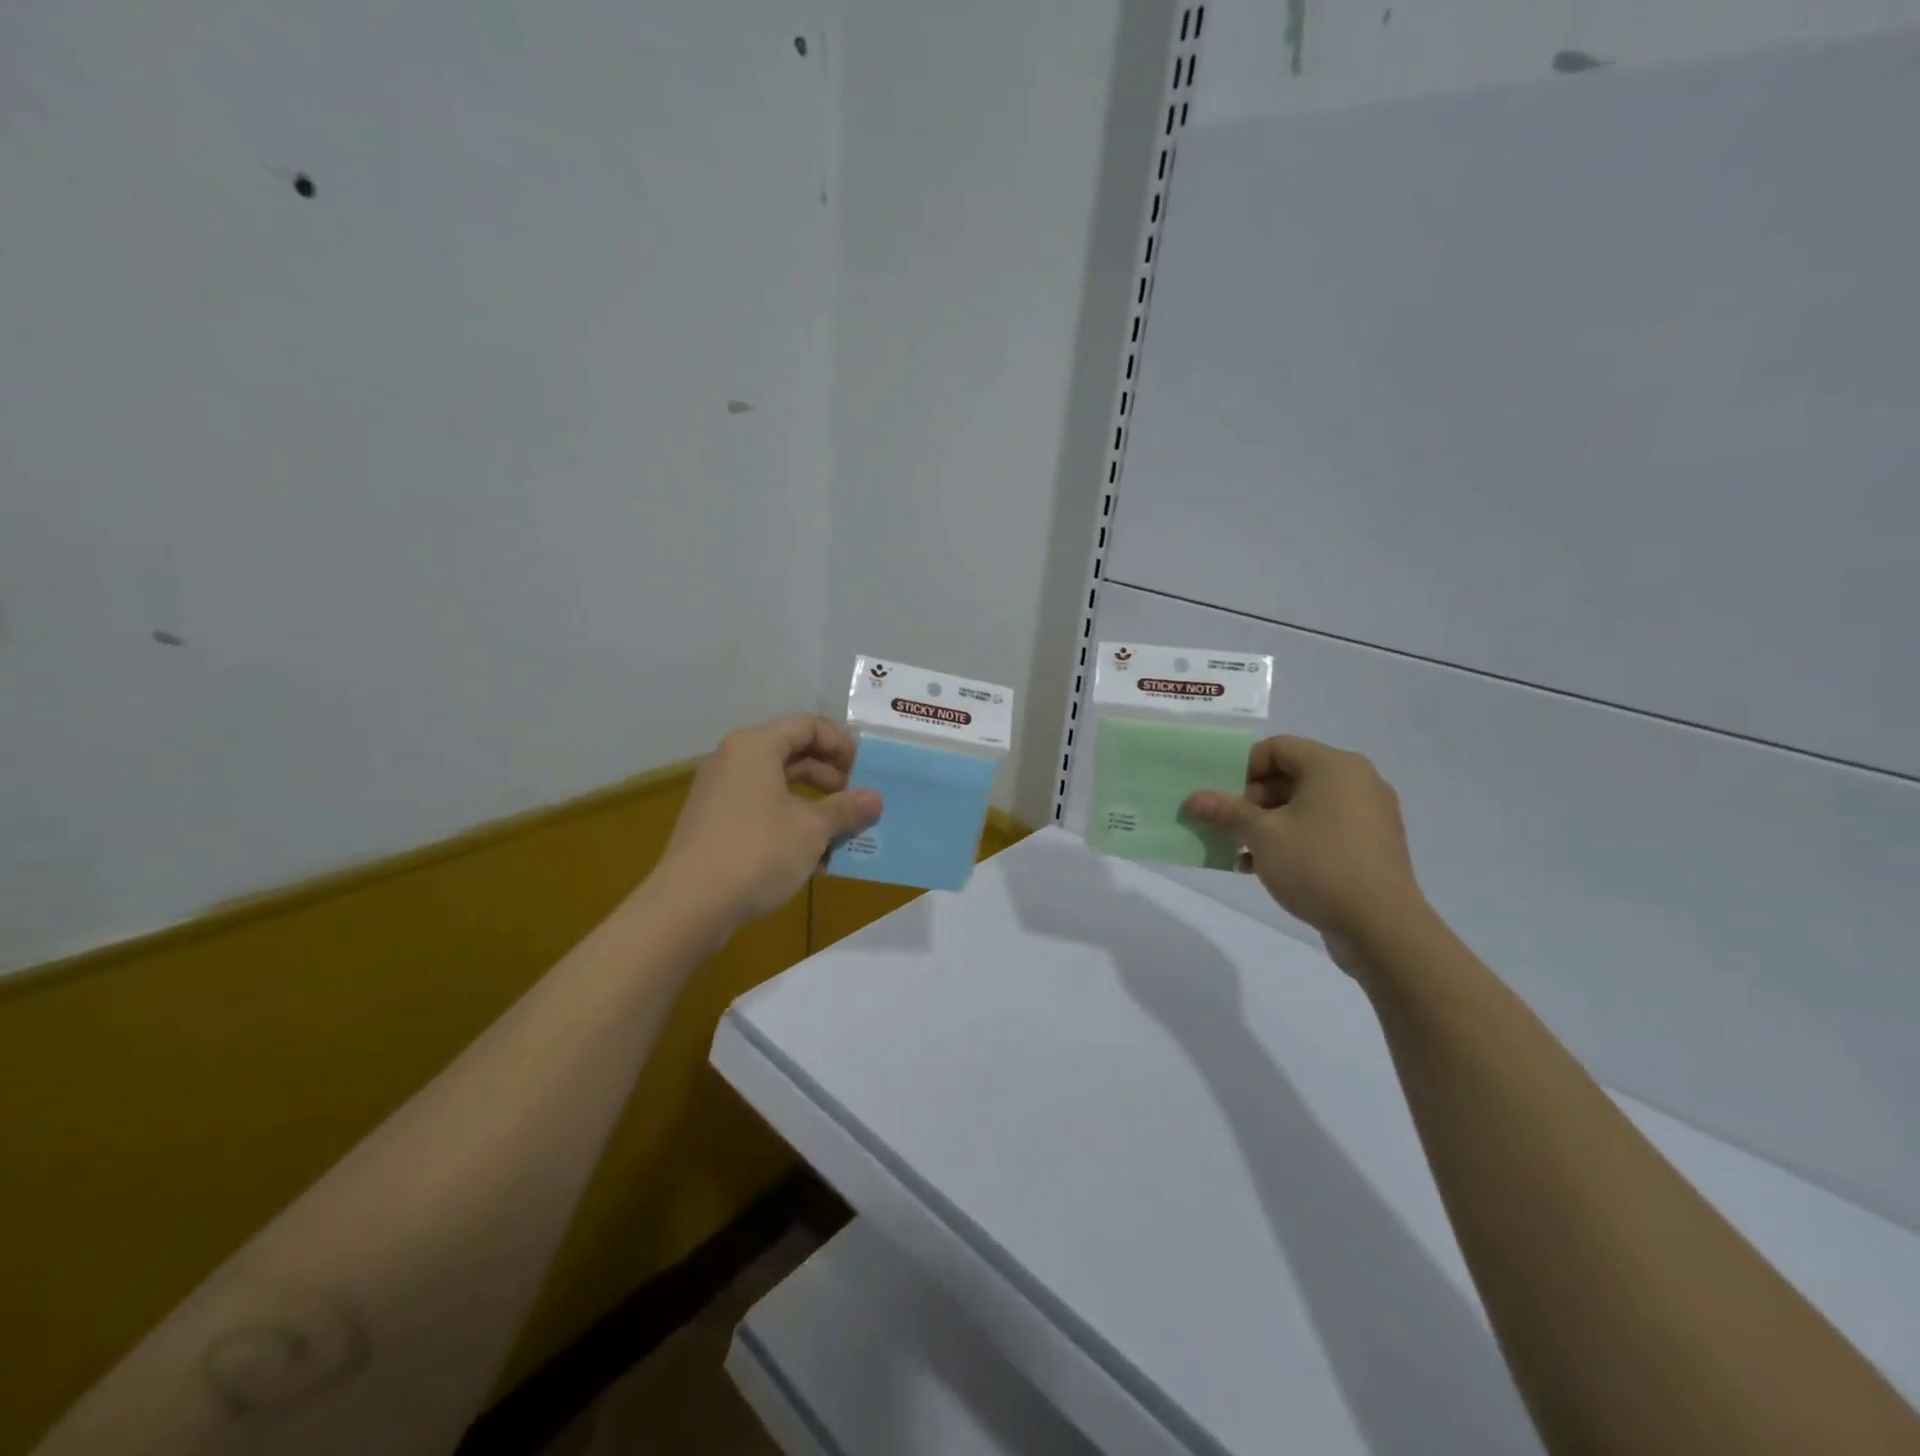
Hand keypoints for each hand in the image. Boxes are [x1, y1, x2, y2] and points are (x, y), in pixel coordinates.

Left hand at [655, 714, 882, 928]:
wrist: (690, 905)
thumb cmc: (757, 852)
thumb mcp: (812, 829)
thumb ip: (845, 809)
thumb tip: (875, 799)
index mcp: (755, 746)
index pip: (807, 725)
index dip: (841, 744)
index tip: (865, 772)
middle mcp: (733, 759)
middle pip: (792, 751)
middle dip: (830, 775)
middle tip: (856, 801)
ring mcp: (719, 791)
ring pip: (777, 782)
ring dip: (813, 801)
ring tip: (839, 829)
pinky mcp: (713, 821)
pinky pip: (760, 805)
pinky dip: (789, 818)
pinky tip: (810, 850)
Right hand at [1182, 736, 1425, 950]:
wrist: (1382, 927)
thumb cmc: (1318, 865)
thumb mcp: (1263, 835)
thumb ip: (1227, 812)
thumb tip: (1194, 798)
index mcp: (1334, 767)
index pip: (1278, 748)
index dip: (1242, 766)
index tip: (1218, 793)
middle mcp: (1357, 782)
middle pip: (1291, 776)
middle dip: (1251, 799)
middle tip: (1223, 823)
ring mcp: (1368, 815)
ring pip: (1305, 806)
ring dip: (1267, 822)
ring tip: (1237, 848)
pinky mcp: (1371, 846)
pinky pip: (1323, 829)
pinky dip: (1293, 839)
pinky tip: (1264, 866)